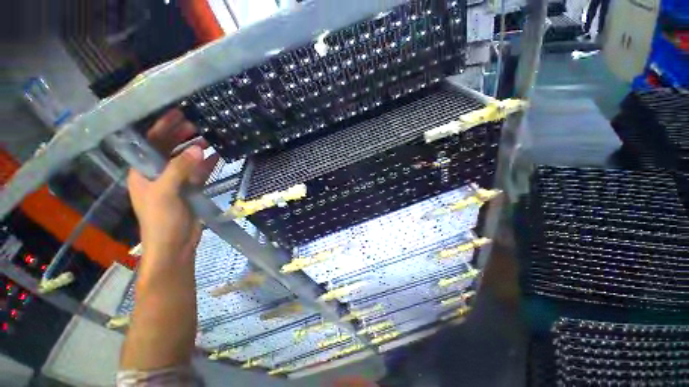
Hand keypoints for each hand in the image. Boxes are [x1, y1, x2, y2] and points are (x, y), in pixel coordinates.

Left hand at [127, 110, 219, 270]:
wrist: (175, 244)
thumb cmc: (161, 219)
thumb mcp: (165, 192)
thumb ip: (179, 169)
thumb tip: (198, 148)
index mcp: (143, 172)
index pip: (150, 143)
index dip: (162, 127)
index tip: (177, 113)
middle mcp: (158, 173)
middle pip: (169, 149)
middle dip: (181, 135)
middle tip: (198, 124)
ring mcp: (176, 182)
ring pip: (186, 160)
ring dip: (196, 149)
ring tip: (210, 137)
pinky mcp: (191, 190)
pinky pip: (199, 172)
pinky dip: (207, 164)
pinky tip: (217, 155)